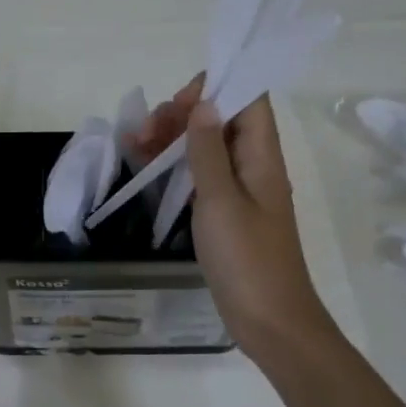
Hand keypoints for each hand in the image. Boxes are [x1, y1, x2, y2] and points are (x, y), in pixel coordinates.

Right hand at [134, 78, 337, 363]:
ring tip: (136, 146)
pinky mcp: (227, 214)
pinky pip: (202, 177)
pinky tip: (148, 169)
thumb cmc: (246, 260)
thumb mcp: (220, 201)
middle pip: (222, 119)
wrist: (269, 320)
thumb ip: (208, 151)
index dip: (216, 86)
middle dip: (183, 114)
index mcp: (262, 156)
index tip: (177, 102)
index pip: (249, 97)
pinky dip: (177, 168)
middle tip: (147, 131)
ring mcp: (240, 191)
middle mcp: (254, 166)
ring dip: (175, 140)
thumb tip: (204, 103)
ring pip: (207, 148)